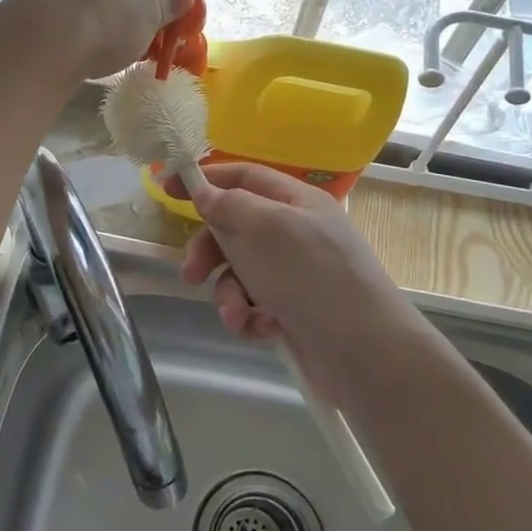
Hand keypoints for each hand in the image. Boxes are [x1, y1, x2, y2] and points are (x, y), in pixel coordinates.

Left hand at [3, 0, 194, 81]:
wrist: (38, 45)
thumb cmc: (103, 18)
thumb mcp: (147, 14)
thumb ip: (167, 4)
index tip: (171, 18)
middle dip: (129, 9)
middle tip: (146, 38)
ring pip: (80, 0)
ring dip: (100, 22)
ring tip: (115, 51)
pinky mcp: (18, 10)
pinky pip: (58, 20)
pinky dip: (74, 34)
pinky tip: (83, 55)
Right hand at [173, 162, 436, 404]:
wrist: (366, 353)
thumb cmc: (312, 276)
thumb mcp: (265, 229)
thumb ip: (228, 205)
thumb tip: (203, 190)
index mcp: (296, 201)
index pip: (243, 177)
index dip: (205, 180)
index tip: (166, 189)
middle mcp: (296, 232)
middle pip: (236, 227)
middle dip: (210, 250)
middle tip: (191, 273)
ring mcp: (297, 273)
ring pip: (240, 271)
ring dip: (229, 294)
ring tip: (236, 316)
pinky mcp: (295, 310)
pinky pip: (255, 303)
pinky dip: (251, 316)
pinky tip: (261, 329)